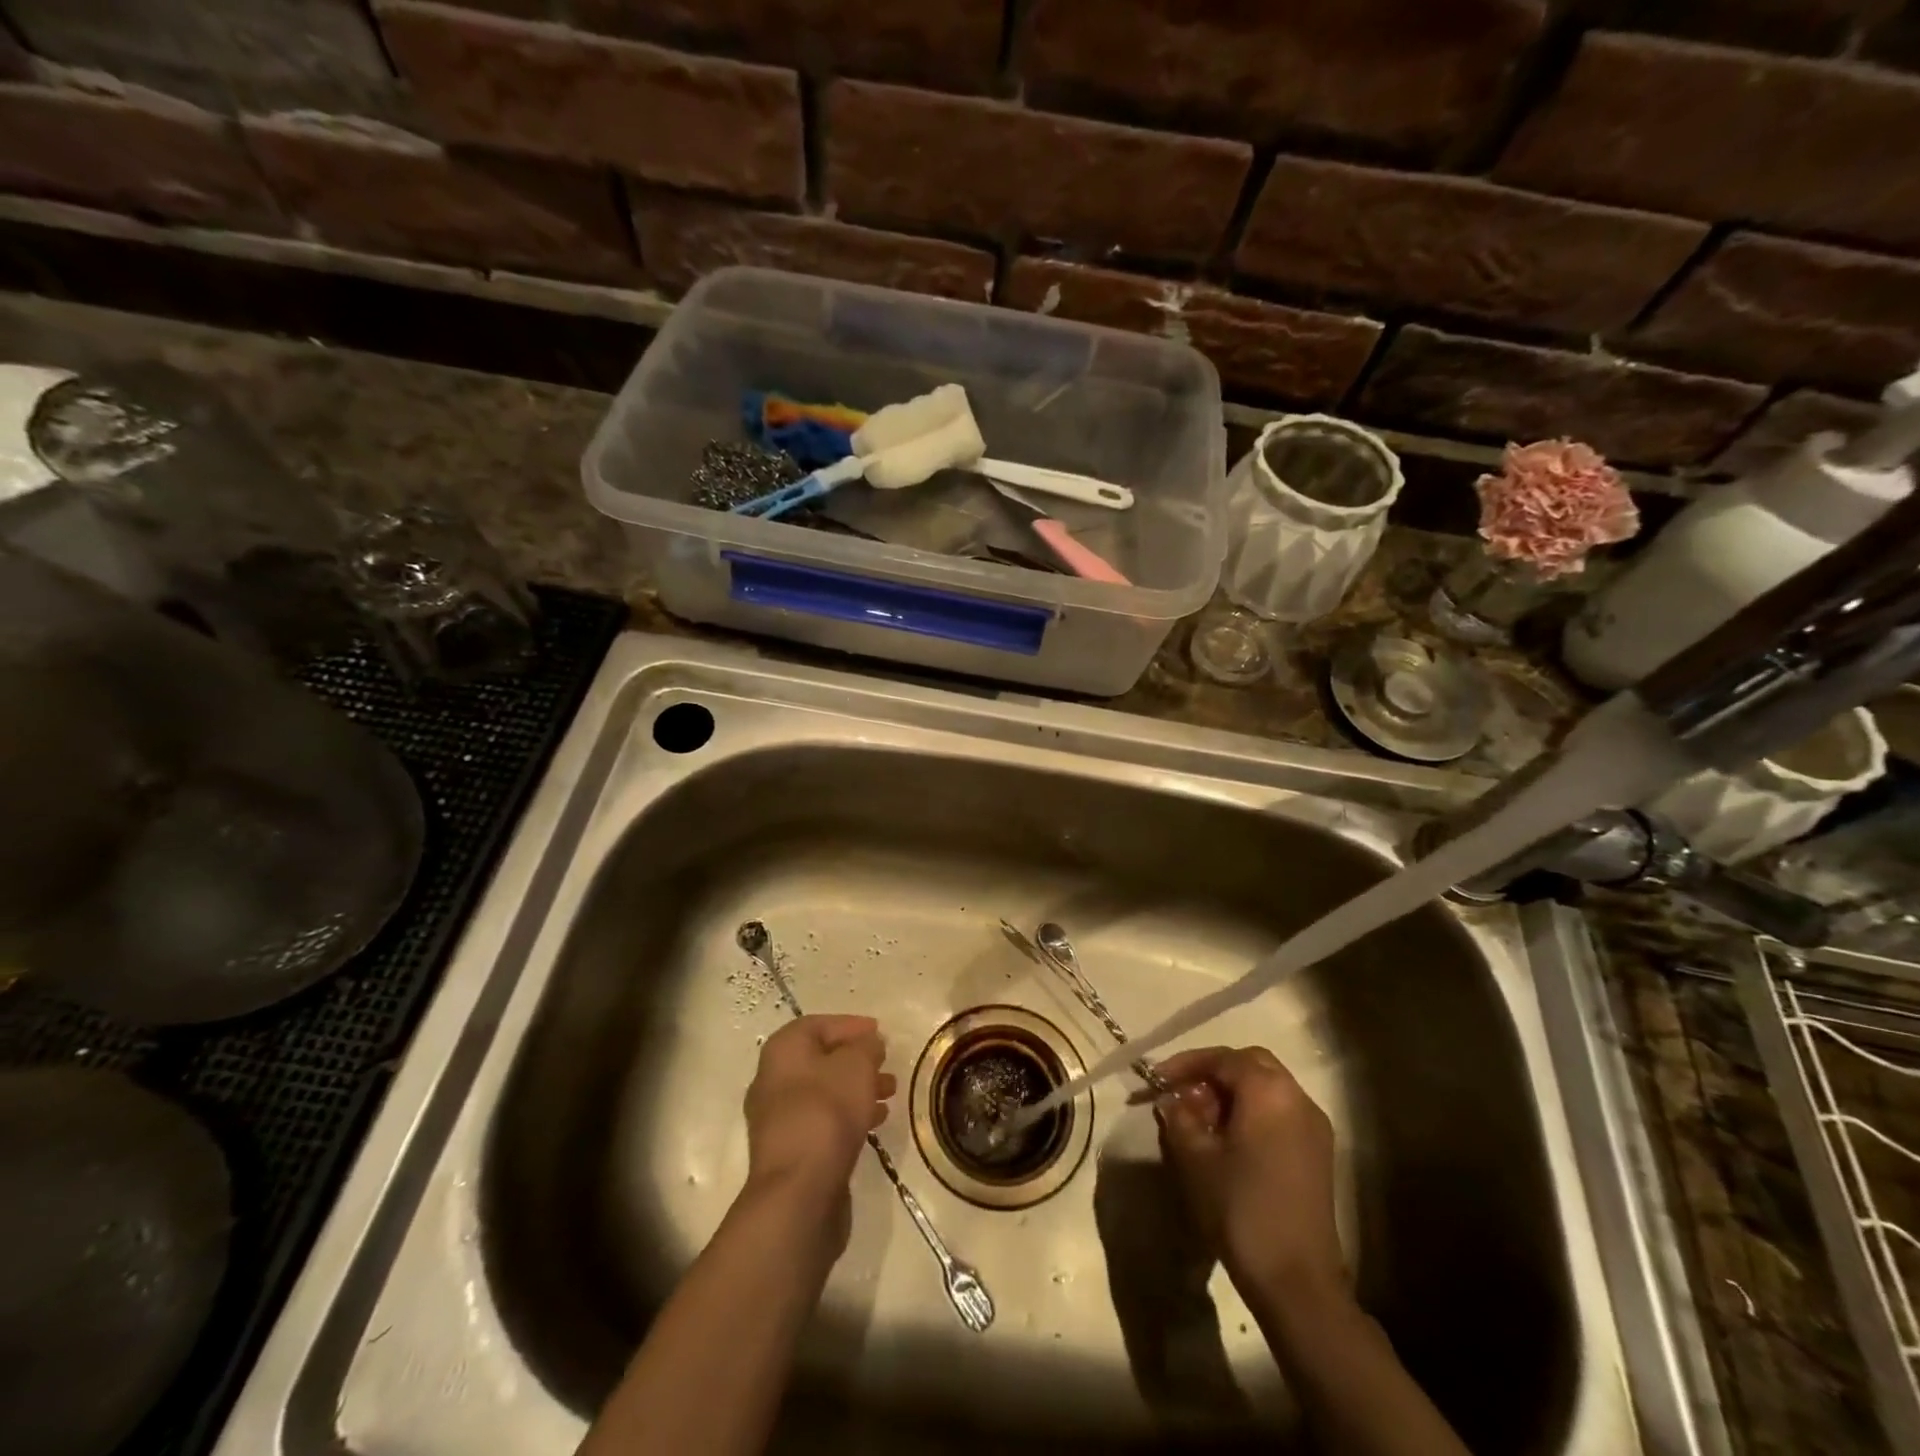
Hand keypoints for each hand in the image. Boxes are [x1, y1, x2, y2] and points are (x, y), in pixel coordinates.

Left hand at [742, 1015, 894, 1255]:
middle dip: (857, 1060)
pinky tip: (876, 1122)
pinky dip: (849, 1115)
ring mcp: (779, 1120)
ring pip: (825, 1092)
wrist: (799, 1193)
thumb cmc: (827, 1113)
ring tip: (890, 1093)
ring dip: (857, 1089)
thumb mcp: (856, 1065)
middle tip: (886, 1063)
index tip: (879, 1032)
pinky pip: (823, 1122)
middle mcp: (773, 1080)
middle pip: (821, 1059)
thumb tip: (869, 1044)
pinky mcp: (791, 1152)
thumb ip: (866, 1047)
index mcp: (783, 1052)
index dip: (850, 1025)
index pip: (818, 1025)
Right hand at [1153, 1045, 1344, 1306]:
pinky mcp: (1318, 1153)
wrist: (1297, 1282)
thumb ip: (1179, 1117)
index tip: (1156, 1080)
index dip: (1185, 1064)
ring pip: (1267, 1088)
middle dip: (1212, 1072)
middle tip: (1182, 1093)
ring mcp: (1314, 1126)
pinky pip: (1280, 1112)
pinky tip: (1228, 1140)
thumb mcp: (1195, 1159)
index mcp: (1268, 1091)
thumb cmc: (1241, 1209)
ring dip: (1232, 1093)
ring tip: (1200, 1119)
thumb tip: (1172, 1100)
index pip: (1222, 1058)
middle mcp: (1297, 1098)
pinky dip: (1252, 1112)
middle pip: (1250, 1064)